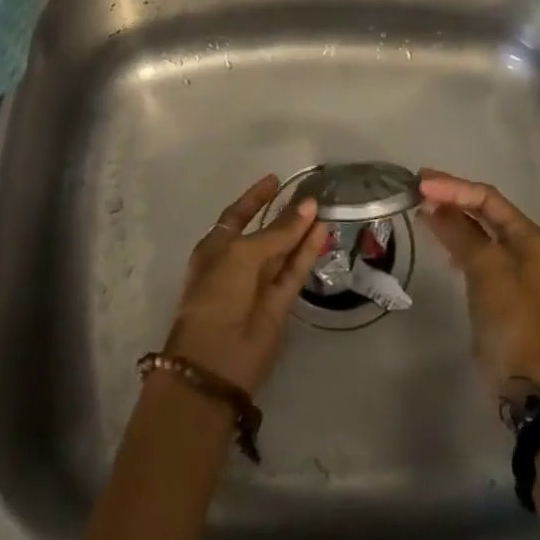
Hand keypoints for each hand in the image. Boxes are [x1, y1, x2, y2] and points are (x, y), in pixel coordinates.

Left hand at [161, 175, 328, 394]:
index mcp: (216, 248)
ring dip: (301, 231)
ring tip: (323, 207)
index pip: (238, 215)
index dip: (256, 197)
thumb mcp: (243, 254)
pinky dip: (308, 252)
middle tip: (310, 194)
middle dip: (285, 214)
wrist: (216, 360)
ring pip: (283, 251)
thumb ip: (278, 232)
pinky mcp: (280, 304)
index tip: (275, 179)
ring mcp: (259, 284)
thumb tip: (308, 206)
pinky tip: (323, 232)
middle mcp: (237, 263)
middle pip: (264, 232)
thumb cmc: (217, 294)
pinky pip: (295, 271)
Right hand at [419, 169, 539, 388]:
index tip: (423, 184)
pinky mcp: (492, 284)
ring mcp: (507, 265)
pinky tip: (432, 231)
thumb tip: (431, 204)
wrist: (519, 377)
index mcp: (529, 237)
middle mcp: (522, 245)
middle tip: (418, 185)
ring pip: (474, 228)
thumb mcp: (485, 267)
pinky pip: (469, 248)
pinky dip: (450, 236)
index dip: (454, 187)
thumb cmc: (509, 316)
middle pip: (483, 209)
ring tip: (419, 203)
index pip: (488, 198)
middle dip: (451, 196)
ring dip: (448, 214)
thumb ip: (459, 231)